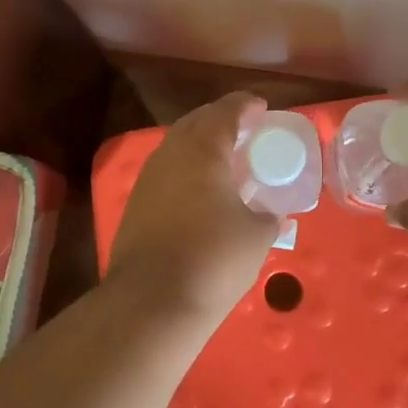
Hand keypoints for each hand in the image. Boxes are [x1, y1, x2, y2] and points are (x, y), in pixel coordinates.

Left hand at [106, 92, 280, 327]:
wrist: (152, 302)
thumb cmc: (213, 259)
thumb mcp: (256, 236)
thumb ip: (268, 216)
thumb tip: (270, 214)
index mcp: (203, 148)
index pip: (225, 111)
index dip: (245, 105)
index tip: (261, 107)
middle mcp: (171, 153)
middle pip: (197, 121)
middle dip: (221, 119)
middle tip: (244, 129)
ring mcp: (148, 178)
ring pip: (177, 145)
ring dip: (201, 143)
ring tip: (225, 158)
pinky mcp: (136, 203)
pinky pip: (167, 170)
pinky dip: (187, 168)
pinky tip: (201, 189)